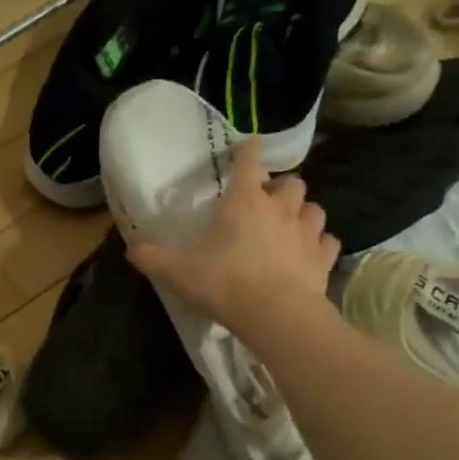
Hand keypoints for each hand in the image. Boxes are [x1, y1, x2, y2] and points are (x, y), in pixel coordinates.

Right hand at [126, 137, 339, 338]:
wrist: (274, 314)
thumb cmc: (223, 282)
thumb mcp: (175, 271)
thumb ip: (151, 257)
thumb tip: (131, 249)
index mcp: (244, 201)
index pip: (249, 161)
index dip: (247, 150)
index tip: (247, 145)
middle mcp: (279, 209)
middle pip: (292, 182)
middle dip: (281, 187)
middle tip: (266, 202)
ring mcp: (306, 233)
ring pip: (314, 209)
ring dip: (303, 213)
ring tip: (290, 225)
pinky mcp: (323, 259)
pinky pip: (327, 242)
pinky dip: (319, 245)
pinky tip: (309, 254)